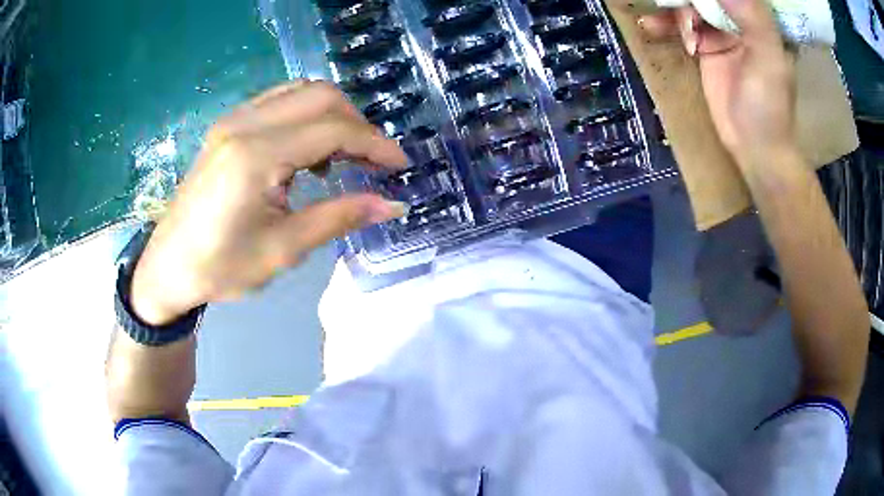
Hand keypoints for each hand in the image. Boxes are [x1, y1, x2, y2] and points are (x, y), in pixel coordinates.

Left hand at [130, 81, 407, 324]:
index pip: (333, 129)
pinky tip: (308, 151)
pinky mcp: (228, 125)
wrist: (168, 267)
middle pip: (321, 96)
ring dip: (333, 116)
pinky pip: (280, 101)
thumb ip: (339, 217)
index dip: (375, 144)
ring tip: (343, 157)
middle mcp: (245, 124)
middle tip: (374, 161)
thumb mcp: (283, 250)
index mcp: (256, 157)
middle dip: (358, 124)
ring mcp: (233, 120)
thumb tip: (392, 204)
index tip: (399, 167)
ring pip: (301, 92)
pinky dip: (307, 115)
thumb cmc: (220, 267)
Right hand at [638, 0, 797, 170]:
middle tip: (668, 1)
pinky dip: (665, 24)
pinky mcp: (705, 47)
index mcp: (760, 18)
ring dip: (672, 7)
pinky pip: (682, 26)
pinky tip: (651, 26)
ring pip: (692, 5)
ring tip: (657, 15)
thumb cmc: (770, 105)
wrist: (755, 148)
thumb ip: (751, 17)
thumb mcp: (768, 58)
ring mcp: (721, 32)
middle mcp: (740, 19)